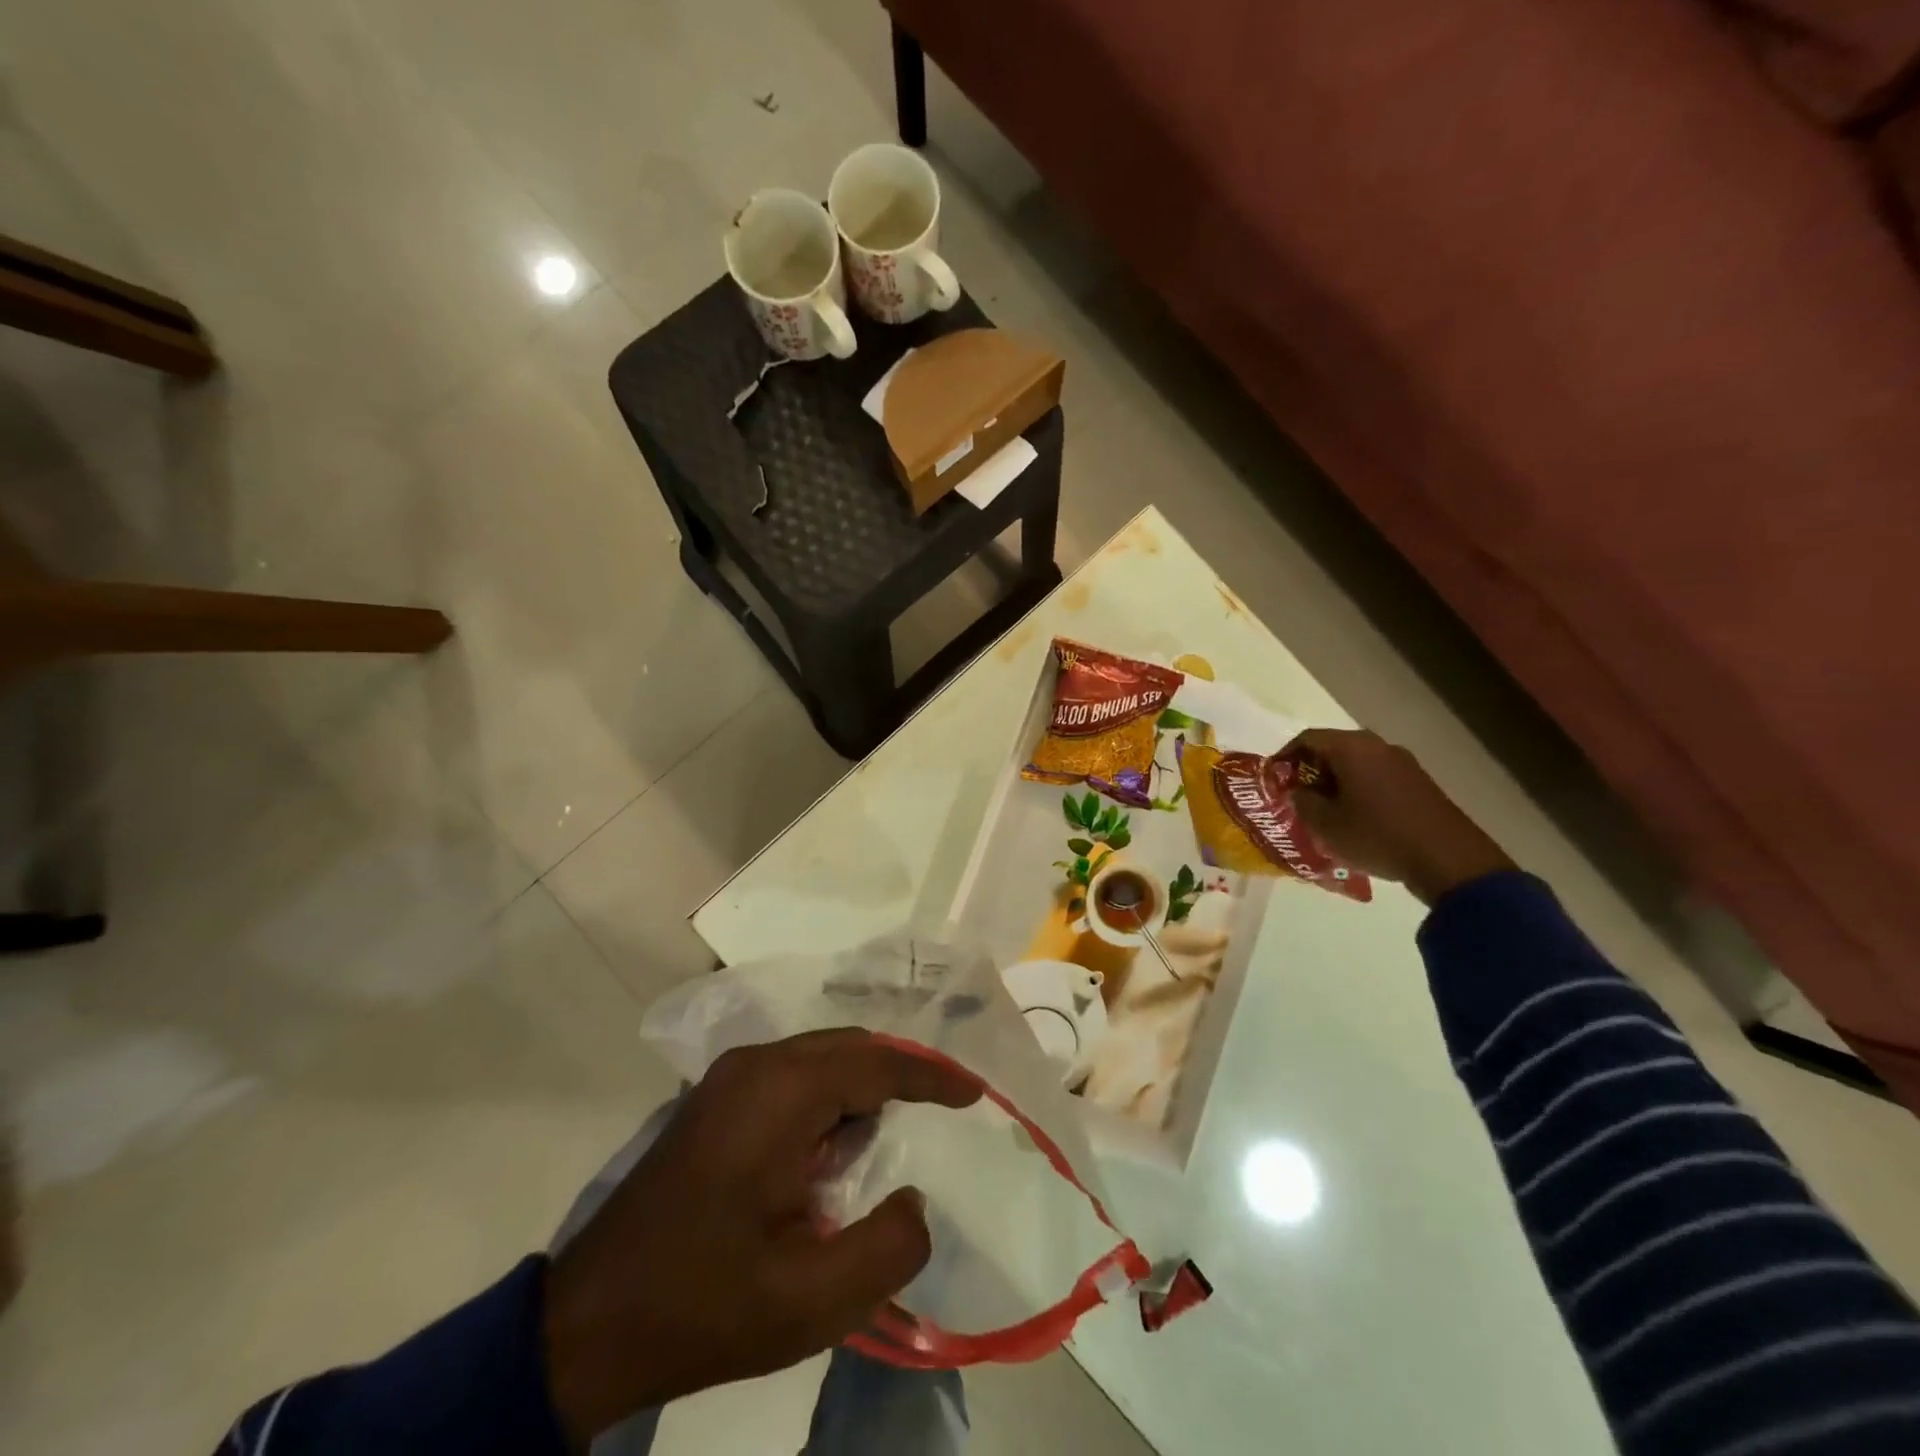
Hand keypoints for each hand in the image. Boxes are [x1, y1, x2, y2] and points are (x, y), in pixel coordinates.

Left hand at [541, 1029, 980, 1442]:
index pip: (876, 1063)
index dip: (931, 1076)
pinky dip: (829, 1099)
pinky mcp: (716, 1100)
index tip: (974, 1095)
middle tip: (943, 1109)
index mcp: (780, 1092)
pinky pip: (793, 1078)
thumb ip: (887, 1247)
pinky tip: (835, 1148)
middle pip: (849, 1048)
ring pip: (821, 1059)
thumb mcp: (810, 1300)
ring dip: (862, 1088)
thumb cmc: (704, 1304)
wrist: (589, 1322)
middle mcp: (756, 1065)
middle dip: (900, 1075)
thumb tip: (916, 1200)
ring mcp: (730, 1078)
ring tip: (892, 1136)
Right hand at [1283, 728, 1515, 905]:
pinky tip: (1354, 816)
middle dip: (1310, 769)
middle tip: (1295, 794)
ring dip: (1335, 780)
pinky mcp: (1418, 782)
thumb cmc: (1377, 836)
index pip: (1307, 739)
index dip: (1284, 756)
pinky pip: (1376, 776)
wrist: (1448, 860)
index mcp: (1351, 748)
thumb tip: (1298, 791)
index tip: (1273, 778)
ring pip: (1356, 763)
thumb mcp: (1325, 824)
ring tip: (1322, 808)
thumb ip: (1303, 802)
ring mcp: (1403, 763)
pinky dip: (1358, 788)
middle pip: (1333, 747)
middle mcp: (1378, 746)